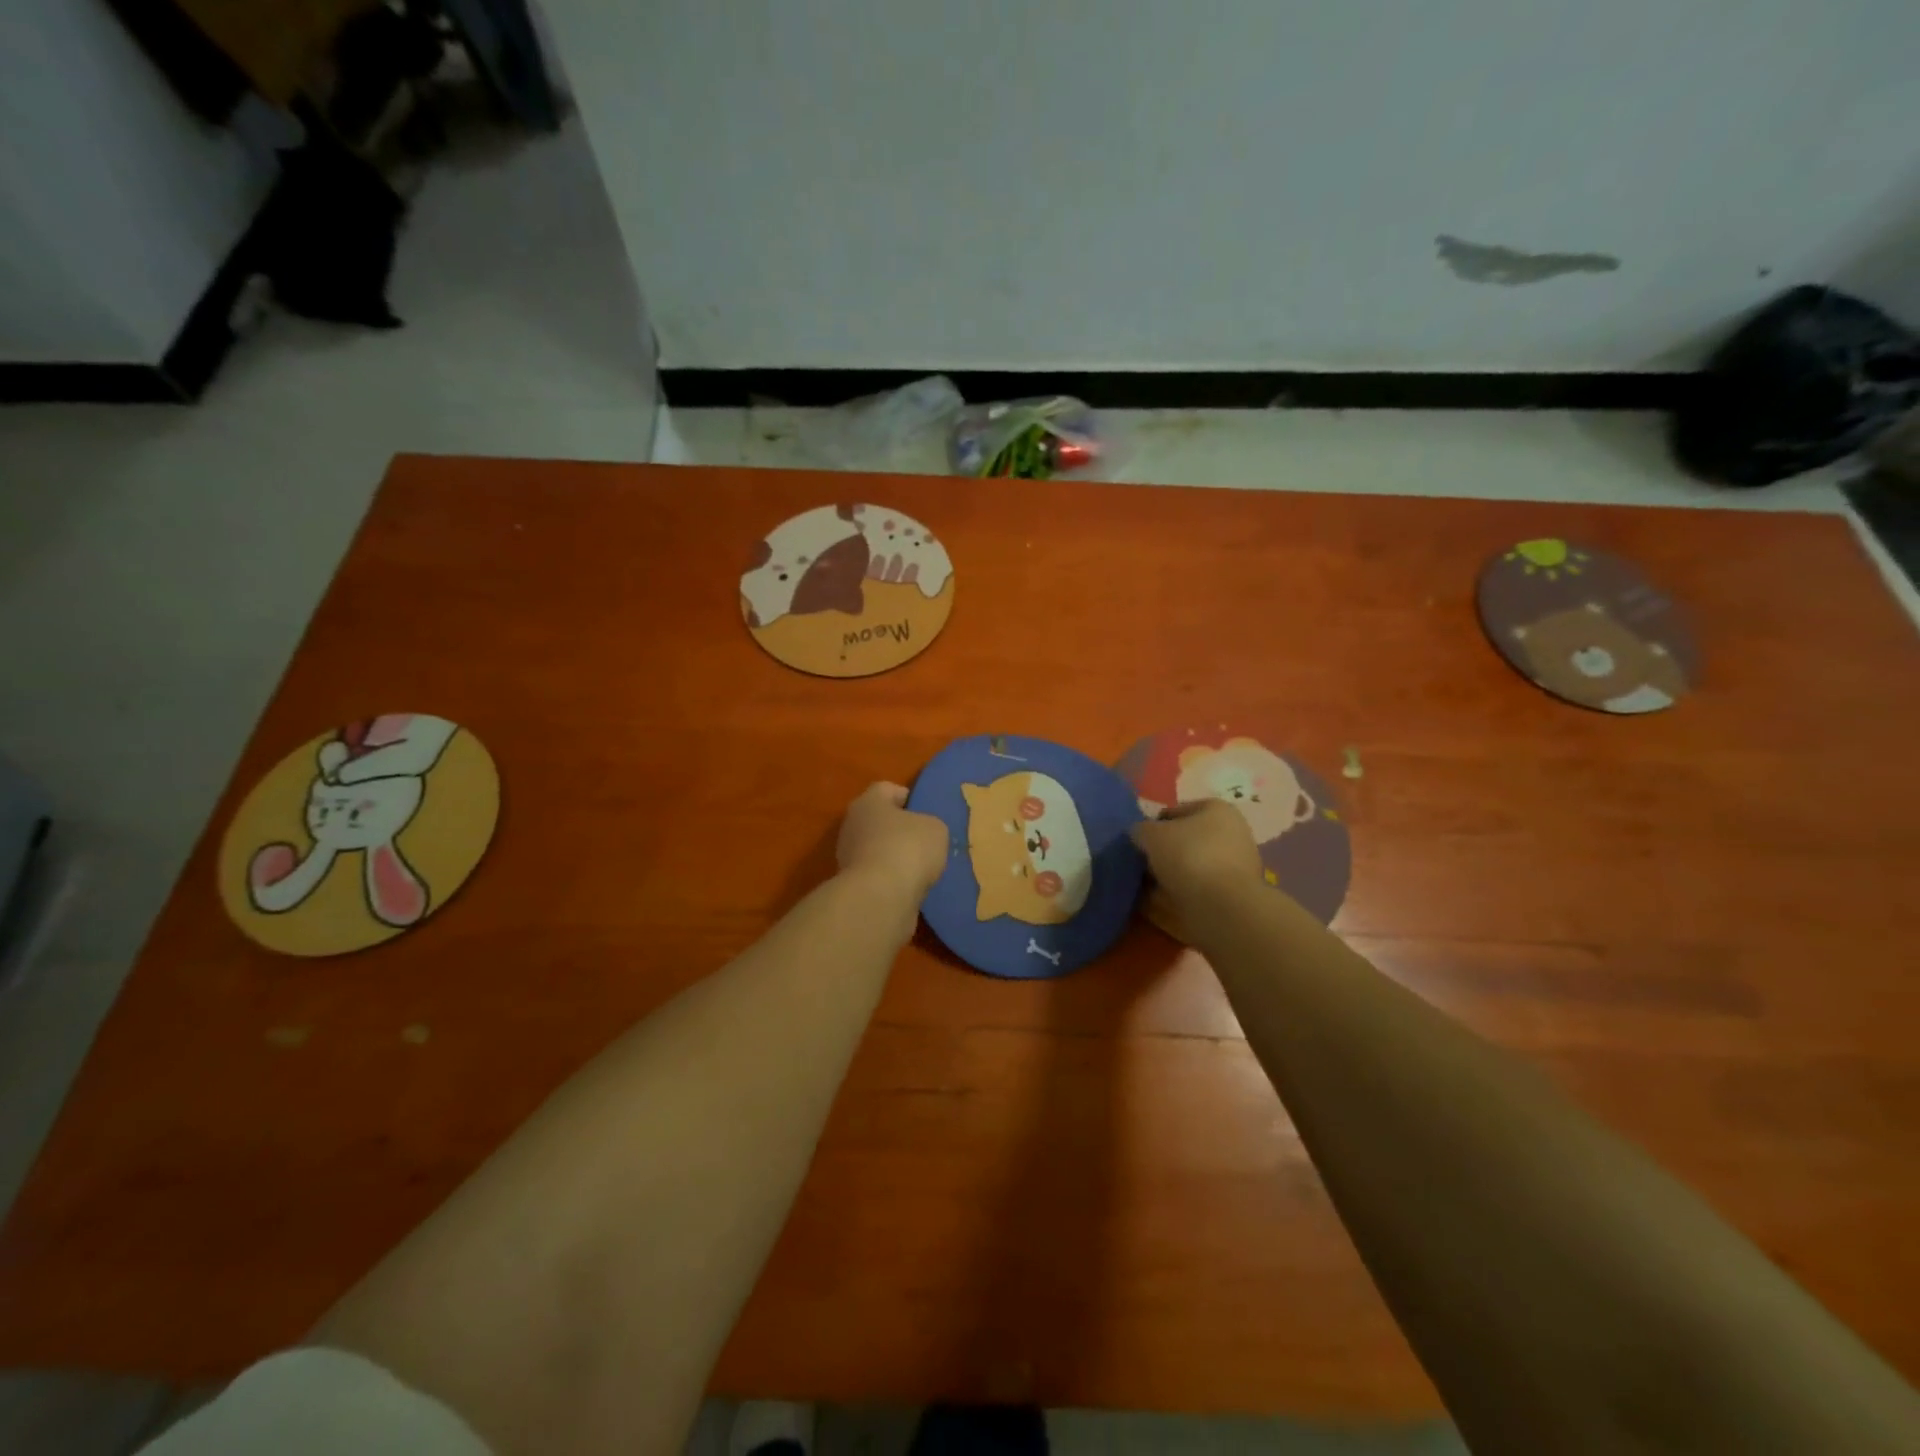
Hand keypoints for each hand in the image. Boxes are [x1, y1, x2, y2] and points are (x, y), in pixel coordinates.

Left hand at [836, 782, 947, 901]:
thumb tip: (922, 834)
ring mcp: (849, 858)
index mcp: (868, 802)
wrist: (881, 898)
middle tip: (927, 841)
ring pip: (878, 850)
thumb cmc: (907, 848)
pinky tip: (913, 888)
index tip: (925, 811)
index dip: (907, 797)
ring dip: (897, 858)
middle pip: (880, 821)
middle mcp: (853, 826)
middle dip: (901, 830)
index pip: (886, 789)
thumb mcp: (935, 828)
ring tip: (924, 869)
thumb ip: (929, 825)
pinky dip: (894, 881)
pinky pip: (879, 877)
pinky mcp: (854, 887)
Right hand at [1130, 799, 1264, 911]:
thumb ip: (1141, 830)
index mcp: (1217, 809)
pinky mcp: (1233, 895)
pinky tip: (1160, 903)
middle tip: (1140, 864)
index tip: (1138, 842)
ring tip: (1145, 887)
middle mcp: (1232, 833)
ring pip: (1191, 866)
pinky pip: (1198, 889)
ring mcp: (1235, 866)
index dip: (1154, 824)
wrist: (1223, 908)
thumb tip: (1140, 835)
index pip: (1176, 811)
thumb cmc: (1189, 856)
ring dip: (1169, 875)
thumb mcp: (1151, 834)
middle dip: (1163, 852)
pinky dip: (1179, 894)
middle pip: (1186, 840)